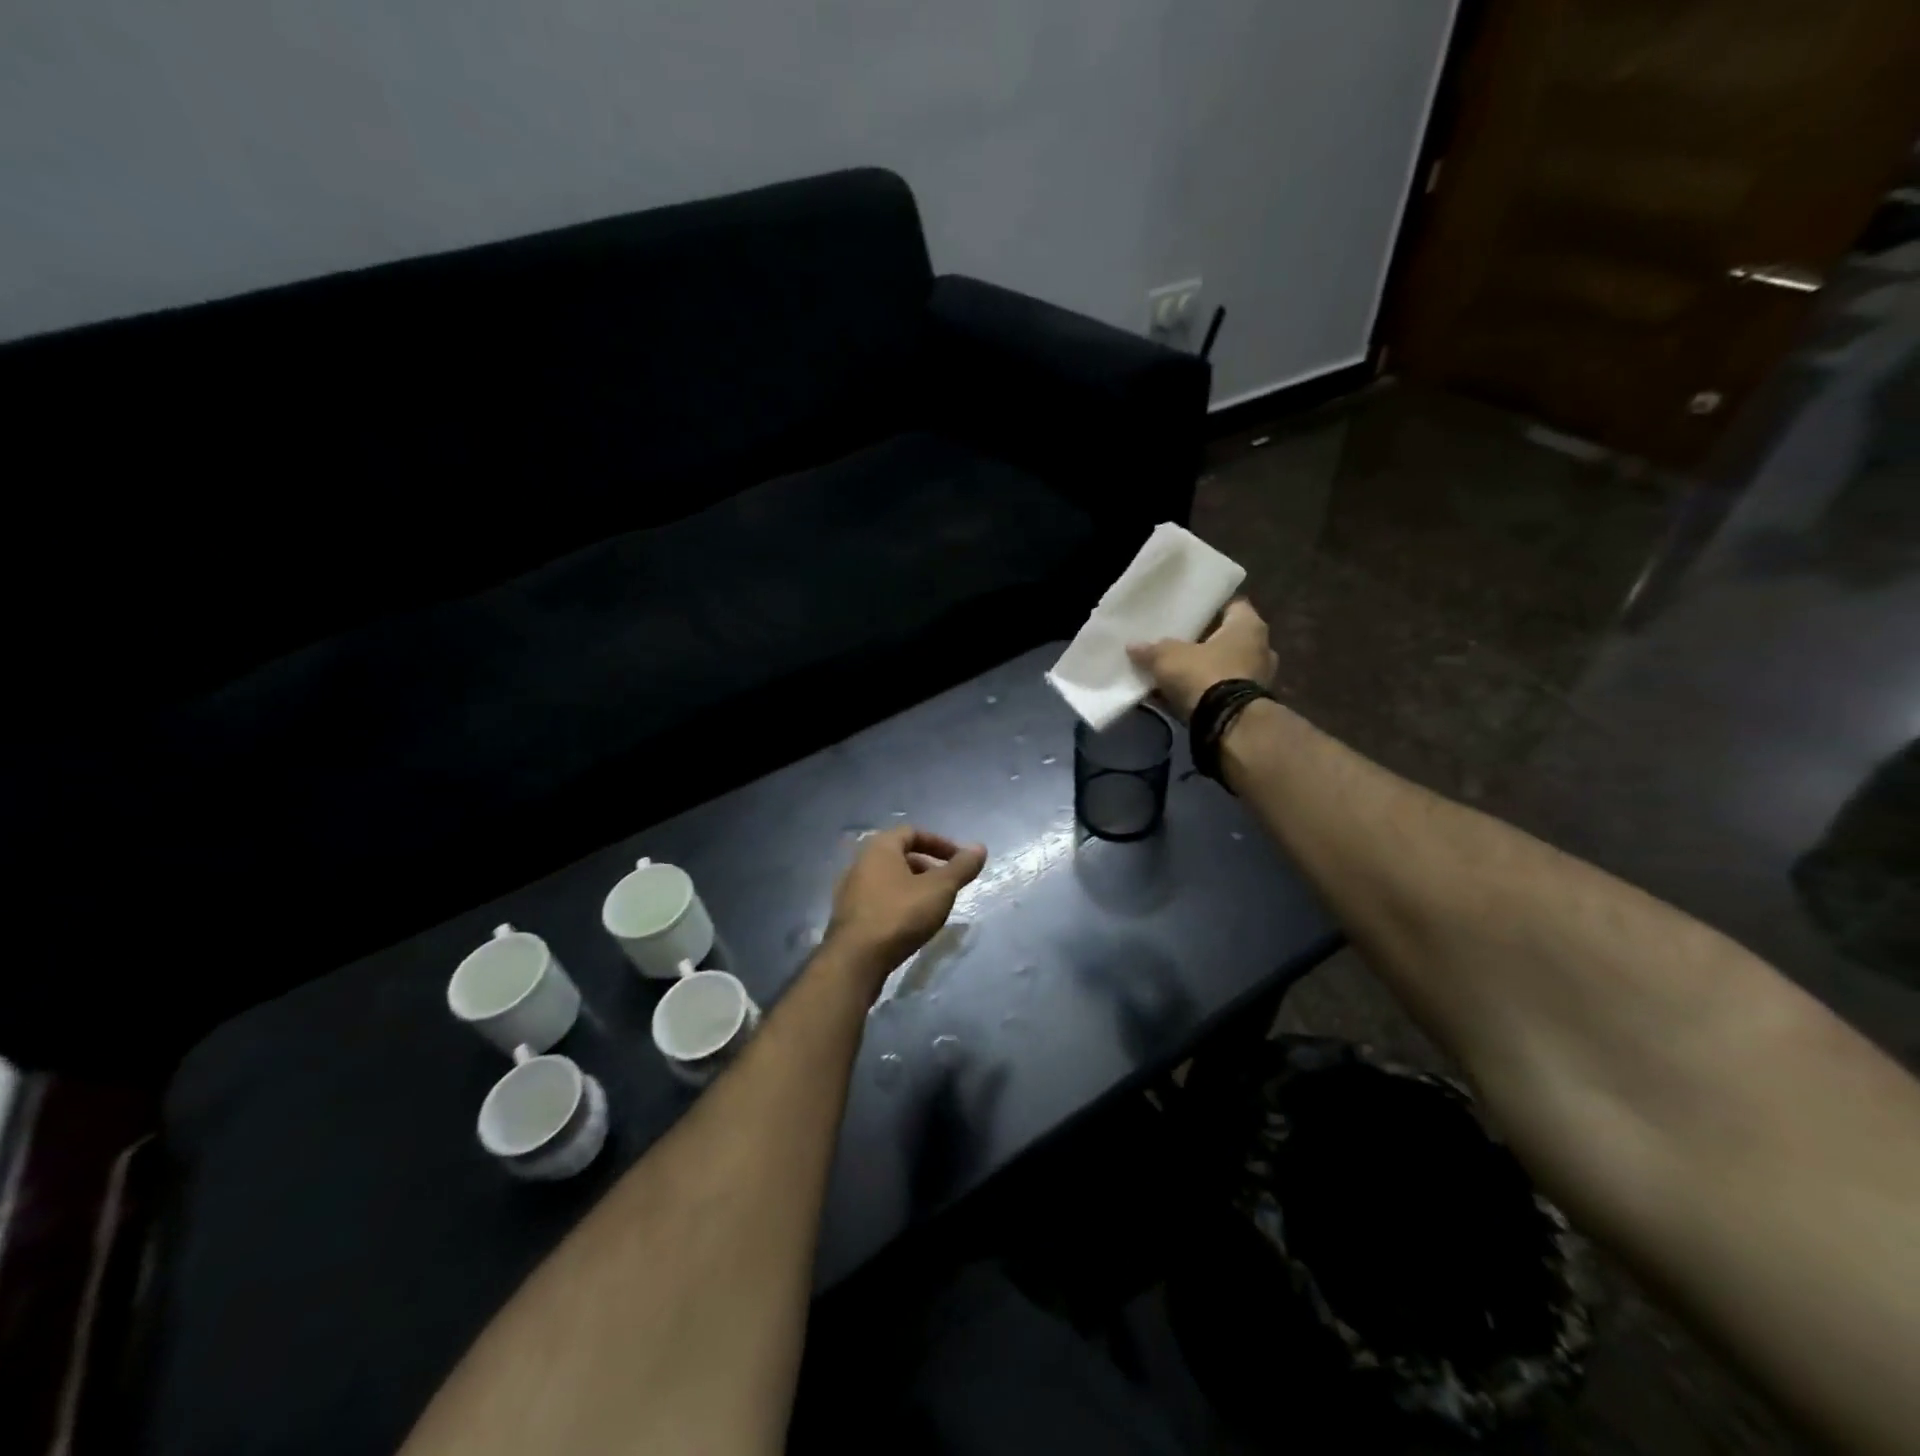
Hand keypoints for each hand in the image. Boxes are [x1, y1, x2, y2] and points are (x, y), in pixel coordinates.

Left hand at [822, 827, 986, 989]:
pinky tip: (910, 923)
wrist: (855, 960)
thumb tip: (979, 847)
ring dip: (913, 886)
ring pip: (888, 878)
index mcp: (879, 848)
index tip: (958, 861)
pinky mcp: (848, 915)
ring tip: (932, 906)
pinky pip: (878, 898)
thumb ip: (961, 867)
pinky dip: (898, 902)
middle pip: (899, 855)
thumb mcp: (939, 889)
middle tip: (947, 885)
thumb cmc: (900, 915)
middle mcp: (860, 862)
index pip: (912, 832)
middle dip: (927, 866)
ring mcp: (850, 890)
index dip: (939, 843)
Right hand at [1126, 598, 1276, 722]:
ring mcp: (1259, 679)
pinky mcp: (1250, 706)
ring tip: (1177, 672)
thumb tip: (1133, 646)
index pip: (1233, 606)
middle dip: (1206, 643)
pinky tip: (1182, 696)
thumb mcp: (1168, 657)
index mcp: (1249, 626)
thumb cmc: (1204, 674)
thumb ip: (1152, 650)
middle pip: (1229, 639)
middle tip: (1180, 643)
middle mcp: (1262, 649)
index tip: (1190, 613)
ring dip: (1206, 670)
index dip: (1210, 608)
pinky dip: (1207, 693)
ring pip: (1227, 667)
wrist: (1227, 724)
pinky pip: (1223, 692)